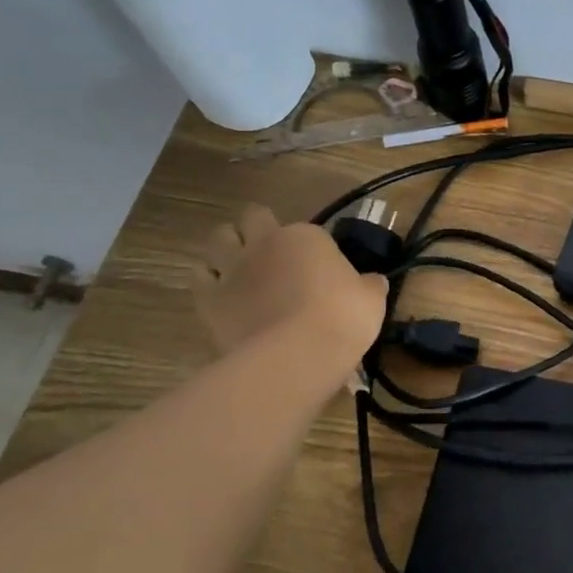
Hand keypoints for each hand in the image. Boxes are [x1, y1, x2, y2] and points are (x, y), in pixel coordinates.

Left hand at [192, 205, 386, 360]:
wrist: (299, 354)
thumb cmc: (343, 318)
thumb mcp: (371, 299)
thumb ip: (368, 285)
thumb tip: (372, 282)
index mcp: (306, 236)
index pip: (308, 230)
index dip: (313, 248)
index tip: (321, 268)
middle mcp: (265, 243)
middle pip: (253, 218)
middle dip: (259, 228)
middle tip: (273, 252)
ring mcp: (234, 268)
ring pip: (218, 238)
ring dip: (227, 247)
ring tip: (241, 266)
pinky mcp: (210, 298)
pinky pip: (199, 277)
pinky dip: (208, 279)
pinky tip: (222, 292)